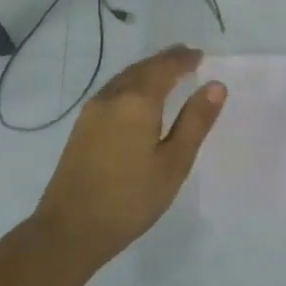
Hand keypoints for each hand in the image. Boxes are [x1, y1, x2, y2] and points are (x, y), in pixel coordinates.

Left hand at [33, 45, 225, 263]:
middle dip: (165, 60)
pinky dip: (132, 84)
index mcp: (137, 102)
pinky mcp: (82, 127)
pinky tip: (139, 97)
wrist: (70, 230)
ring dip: (147, 70)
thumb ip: (195, 121)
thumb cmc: (130, 199)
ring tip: (167, 72)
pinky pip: (113, 91)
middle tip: (186, 57)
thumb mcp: (174, 163)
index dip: (183, 59)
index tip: (199, 55)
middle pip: (142, 68)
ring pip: (125, 78)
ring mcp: (92, 111)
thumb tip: (215, 85)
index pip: (164, 68)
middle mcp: (112, 97)